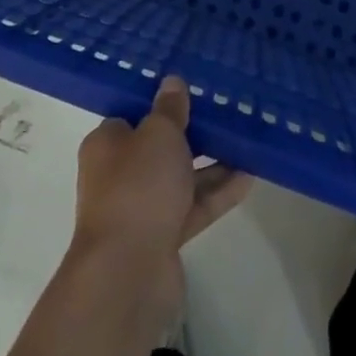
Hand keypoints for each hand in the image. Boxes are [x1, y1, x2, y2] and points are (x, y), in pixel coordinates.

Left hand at [71, 77, 252, 318]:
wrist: (128, 273)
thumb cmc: (138, 187)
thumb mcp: (159, 133)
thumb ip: (170, 108)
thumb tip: (172, 82)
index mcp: (107, 144)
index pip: (134, 116)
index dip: (161, 105)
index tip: (191, 93)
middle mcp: (118, 175)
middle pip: (159, 148)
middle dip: (192, 135)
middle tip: (224, 115)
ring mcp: (140, 209)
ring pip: (179, 178)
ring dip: (210, 164)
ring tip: (245, 144)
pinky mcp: (161, 238)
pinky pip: (192, 207)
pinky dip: (216, 194)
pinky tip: (248, 178)